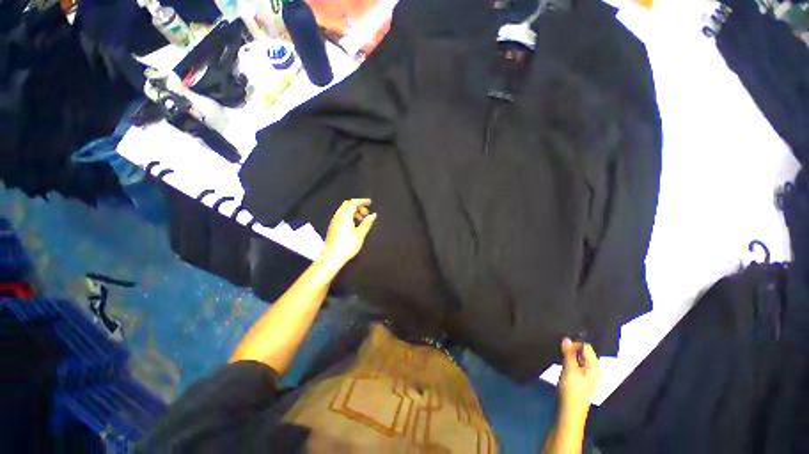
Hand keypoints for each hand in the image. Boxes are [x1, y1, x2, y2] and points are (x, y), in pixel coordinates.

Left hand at [319, 199, 376, 271]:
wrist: (332, 256)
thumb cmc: (346, 245)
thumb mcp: (360, 234)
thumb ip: (367, 223)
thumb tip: (373, 215)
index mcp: (344, 216)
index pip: (353, 202)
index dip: (362, 201)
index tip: (369, 202)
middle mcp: (338, 216)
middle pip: (348, 204)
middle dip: (358, 205)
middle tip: (366, 212)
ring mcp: (334, 221)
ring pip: (344, 210)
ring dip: (354, 211)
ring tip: (362, 219)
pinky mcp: (333, 226)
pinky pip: (341, 216)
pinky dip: (349, 216)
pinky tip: (354, 224)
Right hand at [557, 338, 600, 416]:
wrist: (569, 411)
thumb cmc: (572, 391)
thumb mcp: (569, 370)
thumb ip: (568, 354)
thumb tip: (566, 338)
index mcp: (594, 367)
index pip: (586, 347)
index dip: (574, 344)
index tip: (562, 347)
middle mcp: (592, 369)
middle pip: (582, 352)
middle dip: (571, 349)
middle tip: (560, 351)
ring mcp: (585, 374)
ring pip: (577, 358)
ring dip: (569, 356)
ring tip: (559, 356)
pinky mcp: (578, 378)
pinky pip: (574, 364)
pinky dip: (568, 361)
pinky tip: (561, 363)